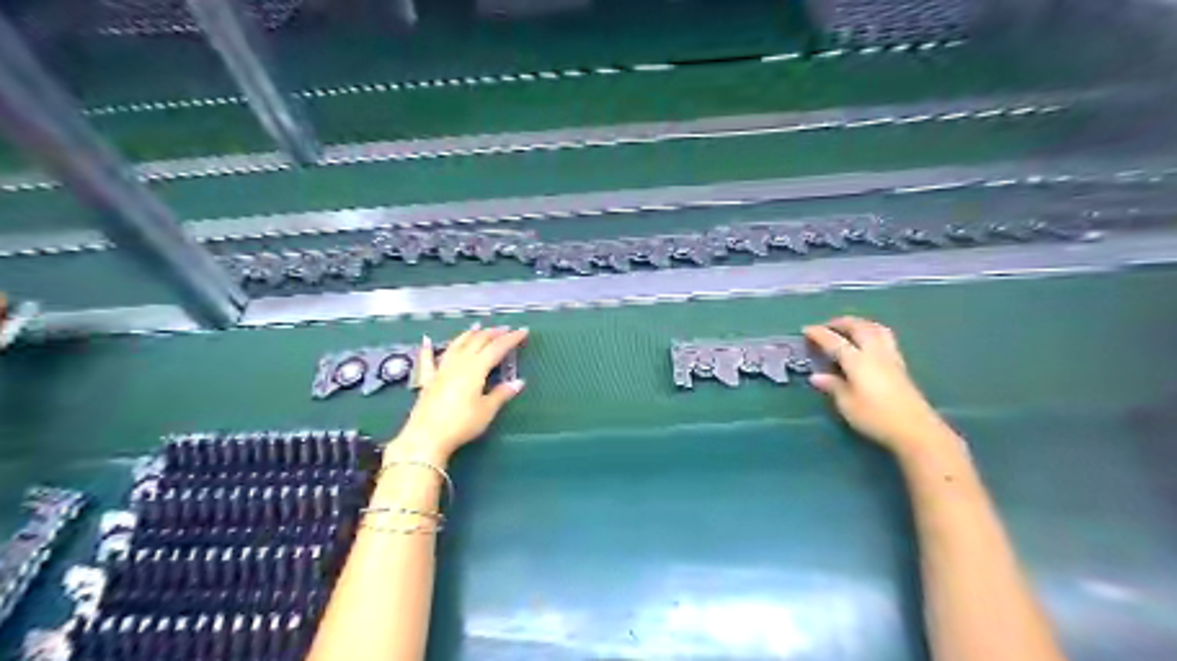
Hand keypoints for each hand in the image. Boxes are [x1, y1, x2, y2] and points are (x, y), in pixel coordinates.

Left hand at [390, 325, 528, 464]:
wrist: (426, 437)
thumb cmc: (461, 424)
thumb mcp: (486, 411)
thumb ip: (501, 394)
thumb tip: (518, 382)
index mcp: (475, 369)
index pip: (497, 348)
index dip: (511, 339)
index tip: (522, 331)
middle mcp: (458, 363)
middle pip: (477, 342)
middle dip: (492, 333)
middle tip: (504, 329)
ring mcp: (441, 370)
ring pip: (456, 345)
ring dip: (469, 335)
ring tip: (477, 328)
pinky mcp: (427, 380)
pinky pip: (428, 360)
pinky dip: (428, 349)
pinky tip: (426, 340)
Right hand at [806, 315, 950, 454]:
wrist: (915, 429)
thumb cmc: (876, 417)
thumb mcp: (847, 404)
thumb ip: (833, 386)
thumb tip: (817, 376)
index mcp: (858, 361)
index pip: (835, 341)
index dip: (819, 334)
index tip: (806, 329)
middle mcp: (875, 353)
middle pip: (859, 327)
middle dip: (841, 322)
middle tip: (827, 325)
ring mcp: (890, 357)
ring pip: (875, 328)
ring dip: (860, 323)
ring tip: (849, 328)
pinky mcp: (900, 365)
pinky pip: (885, 337)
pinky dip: (872, 331)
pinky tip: (868, 342)